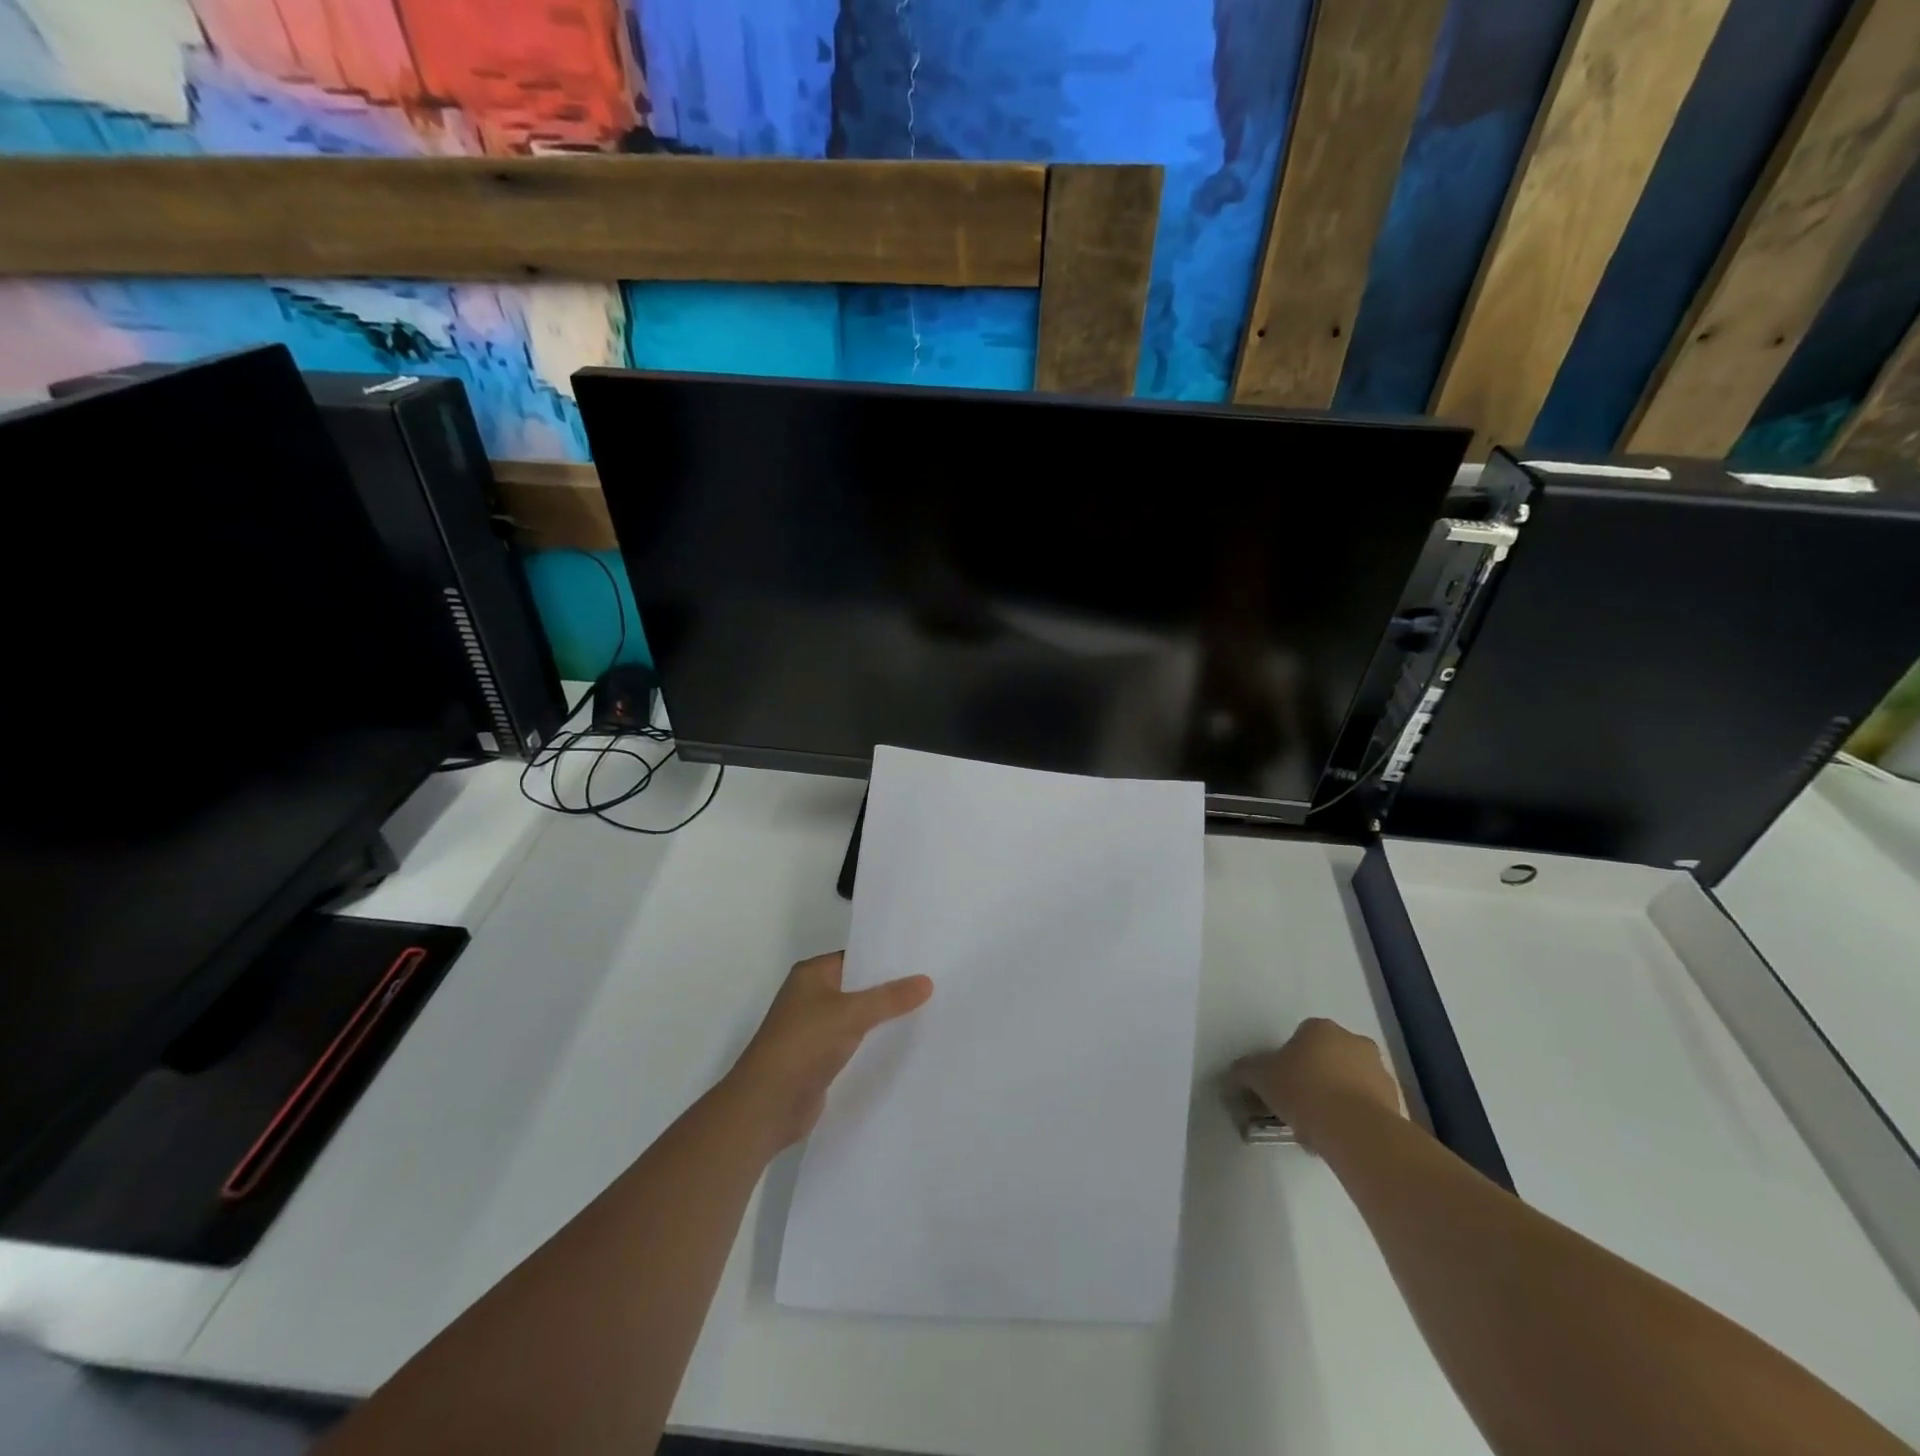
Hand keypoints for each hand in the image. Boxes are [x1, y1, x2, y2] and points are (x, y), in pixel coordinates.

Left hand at [723, 952, 932, 1154]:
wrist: (767, 1105)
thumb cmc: (803, 1045)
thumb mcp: (850, 1014)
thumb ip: (889, 998)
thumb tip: (927, 981)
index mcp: (812, 974)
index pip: (856, 957)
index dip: (886, 958)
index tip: (921, 959)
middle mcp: (811, 996)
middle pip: (858, 986)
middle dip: (889, 989)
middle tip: (932, 984)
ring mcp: (814, 1029)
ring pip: (857, 1016)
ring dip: (883, 1018)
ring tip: (927, 1012)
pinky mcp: (819, 1059)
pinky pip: (853, 1043)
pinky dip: (873, 1043)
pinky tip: (902, 1045)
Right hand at [1235, 1018, 1404, 1151]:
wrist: (1355, 1130)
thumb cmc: (1303, 1091)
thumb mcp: (1260, 1077)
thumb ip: (1246, 1070)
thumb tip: (1237, 1072)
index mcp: (1320, 1027)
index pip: (1300, 1037)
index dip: (1288, 1061)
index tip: (1280, 1084)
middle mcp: (1353, 1041)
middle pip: (1327, 1057)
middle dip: (1315, 1078)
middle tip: (1298, 1105)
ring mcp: (1379, 1071)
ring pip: (1349, 1082)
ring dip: (1335, 1098)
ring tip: (1317, 1129)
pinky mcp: (1395, 1102)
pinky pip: (1366, 1106)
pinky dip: (1353, 1118)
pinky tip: (1337, 1138)